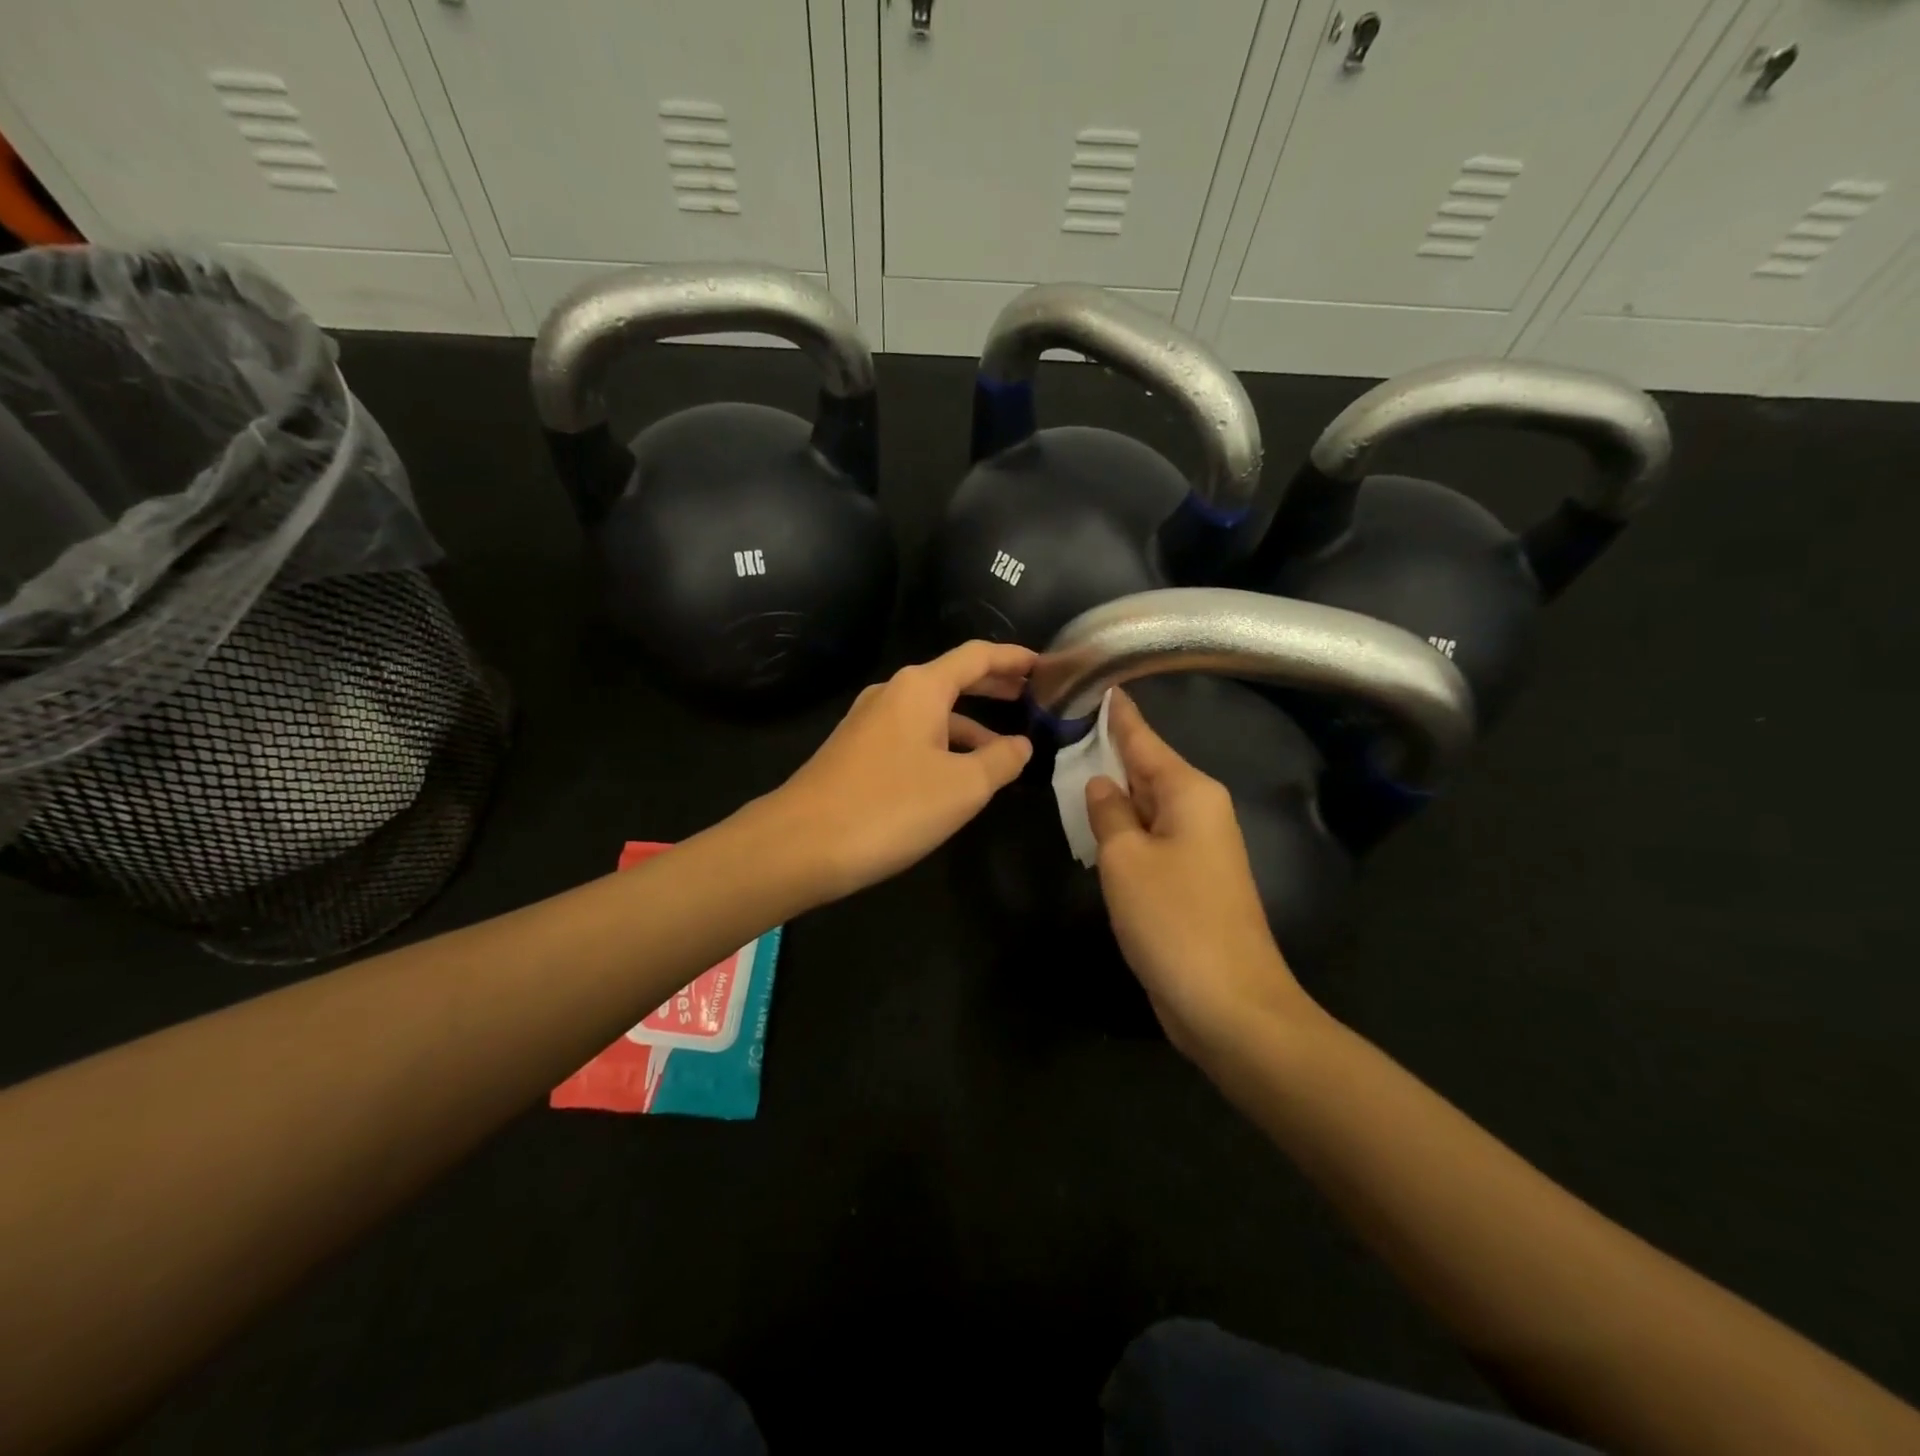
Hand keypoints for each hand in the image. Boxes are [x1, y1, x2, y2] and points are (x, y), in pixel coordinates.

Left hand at [766, 641, 1036, 901]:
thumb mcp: (963, 787)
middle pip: (953, 679)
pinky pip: (912, 736)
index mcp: (920, 688)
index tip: (1045, 666)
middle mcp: (892, 694)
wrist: (800, 844)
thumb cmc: (891, 807)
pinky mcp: (856, 752)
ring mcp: (869, 722)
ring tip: (1005, 751)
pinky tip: (957, 775)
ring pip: (932, 713)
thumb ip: (1001, 761)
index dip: (1014, 658)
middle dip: (994, 688)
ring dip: (970, 726)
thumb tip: (1022, 745)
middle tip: (1032, 698)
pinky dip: (943, 745)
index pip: (977, 657)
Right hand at [1086, 689, 1316, 1057]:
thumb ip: (1108, 813)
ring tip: (1073, 764)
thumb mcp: (1126, 859)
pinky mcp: (1191, 880)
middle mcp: (1200, 811)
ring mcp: (1198, 847)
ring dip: (1115, 790)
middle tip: (1068, 724)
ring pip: (1147, 804)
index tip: (1101, 683)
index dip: (1119, 714)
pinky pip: (1151, 837)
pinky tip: (1097, 823)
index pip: (1144, 739)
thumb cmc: (1174, 920)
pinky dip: (1124, 827)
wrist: (1229, 1003)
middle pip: (1148, 768)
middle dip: (1111, 749)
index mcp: (1190, 792)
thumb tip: (1100, 784)